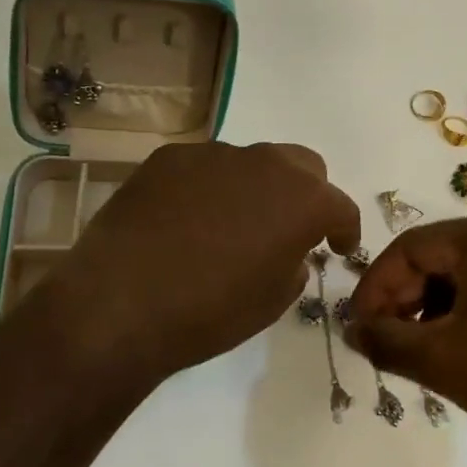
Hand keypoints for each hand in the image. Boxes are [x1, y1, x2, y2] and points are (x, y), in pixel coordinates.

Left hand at [29, 141, 359, 382]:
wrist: (121, 302)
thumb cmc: (209, 312)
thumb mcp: (272, 301)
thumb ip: (294, 264)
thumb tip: (290, 250)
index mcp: (301, 199)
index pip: (340, 205)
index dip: (345, 228)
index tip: (339, 247)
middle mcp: (264, 163)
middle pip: (302, 165)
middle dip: (306, 193)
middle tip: (291, 227)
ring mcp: (213, 154)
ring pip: (250, 162)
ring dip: (253, 188)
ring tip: (229, 225)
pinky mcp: (169, 157)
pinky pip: (203, 167)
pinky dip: (208, 187)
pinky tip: (185, 220)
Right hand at [344, 214, 466, 460]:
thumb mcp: (443, 362)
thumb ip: (386, 342)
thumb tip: (353, 330)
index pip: (408, 248)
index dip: (374, 287)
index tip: (358, 327)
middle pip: (438, 256)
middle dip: (404, 298)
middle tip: (387, 341)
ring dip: (435, 306)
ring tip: (421, 350)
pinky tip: (463, 346)